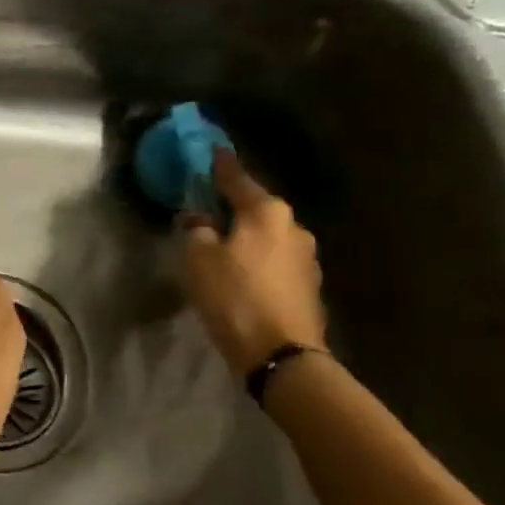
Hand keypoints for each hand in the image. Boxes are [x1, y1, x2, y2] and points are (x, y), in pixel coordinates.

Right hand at [180, 152, 326, 373]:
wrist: (281, 354)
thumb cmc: (235, 297)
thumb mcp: (199, 260)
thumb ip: (196, 231)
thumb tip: (198, 220)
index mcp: (267, 212)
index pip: (237, 179)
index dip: (220, 165)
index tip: (213, 150)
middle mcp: (293, 227)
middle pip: (256, 208)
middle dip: (233, 207)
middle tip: (208, 208)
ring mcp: (306, 258)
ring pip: (267, 236)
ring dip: (246, 237)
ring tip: (222, 246)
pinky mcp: (308, 286)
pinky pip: (275, 261)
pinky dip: (257, 261)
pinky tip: (241, 274)